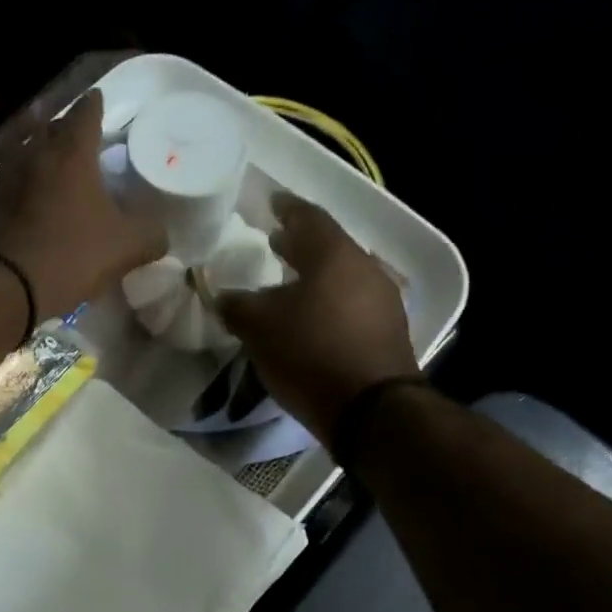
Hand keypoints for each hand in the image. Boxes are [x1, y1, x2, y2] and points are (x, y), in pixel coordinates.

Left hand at [0, 90, 166, 319]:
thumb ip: (150, 234)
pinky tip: (29, 202)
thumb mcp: (125, 248)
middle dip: (66, 128)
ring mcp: (4, 178)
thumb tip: (160, 232)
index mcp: (71, 154)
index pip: (85, 113)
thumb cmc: (69, 256)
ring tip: (55, 168)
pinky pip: (10, 184)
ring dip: (41, 156)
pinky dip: (23, 186)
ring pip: (26, 154)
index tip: (98, 99)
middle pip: (50, 128)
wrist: (1, 286)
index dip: (94, 104)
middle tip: (80, 137)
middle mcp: (34, 155)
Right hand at [217, 192, 418, 438]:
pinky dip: (328, 300)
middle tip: (275, 241)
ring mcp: (382, 300)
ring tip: (287, 282)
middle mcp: (365, 269)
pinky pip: (352, 302)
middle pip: (329, 246)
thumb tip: (223, 295)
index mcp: (334, 256)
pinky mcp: (388, 331)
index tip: (271, 202)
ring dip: (314, 274)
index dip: (287, 207)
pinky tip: (310, 316)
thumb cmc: (310, 353)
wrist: (371, 410)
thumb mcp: (259, 327)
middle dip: (299, 243)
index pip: (309, 217)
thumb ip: (237, 305)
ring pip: (342, 276)